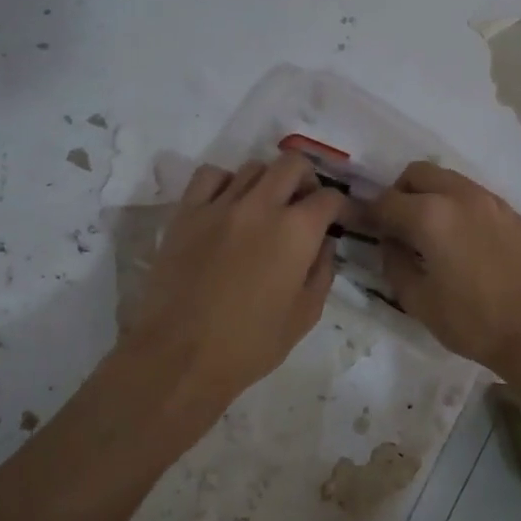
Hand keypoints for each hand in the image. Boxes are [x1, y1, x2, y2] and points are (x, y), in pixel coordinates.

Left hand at [119, 152, 346, 426]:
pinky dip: (225, 183)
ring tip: (265, 207)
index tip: (340, 220)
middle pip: (293, 164)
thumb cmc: (249, 345)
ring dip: (268, 182)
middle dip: (307, 180)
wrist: (179, 356)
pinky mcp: (186, 212)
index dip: (342, 207)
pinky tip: (227, 205)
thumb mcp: (305, 316)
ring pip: (253, 167)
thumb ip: (322, 272)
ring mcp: (220, 205)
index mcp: (297, 231)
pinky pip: (210, 176)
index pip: (330, 198)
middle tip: (305, 205)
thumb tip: (323, 243)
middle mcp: (261, 206)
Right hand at [372, 161, 520, 376]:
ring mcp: (492, 202)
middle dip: (400, 194)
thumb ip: (394, 263)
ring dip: (431, 197)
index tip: (361, 226)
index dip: (368, 213)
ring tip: (430, 235)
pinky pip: (475, 197)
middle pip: (418, 174)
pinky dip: (458, 208)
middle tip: (396, 226)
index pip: (386, 201)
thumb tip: (390, 242)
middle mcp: (461, 196)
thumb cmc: (474, 322)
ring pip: (449, 180)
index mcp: (431, 215)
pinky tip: (462, 242)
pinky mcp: (514, 215)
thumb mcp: (418, 301)